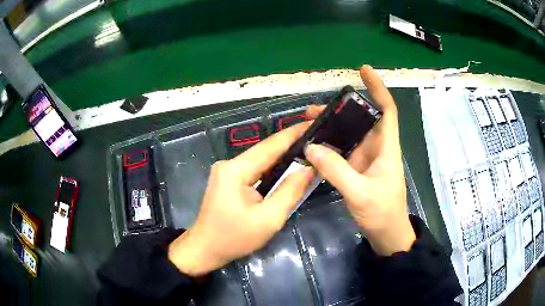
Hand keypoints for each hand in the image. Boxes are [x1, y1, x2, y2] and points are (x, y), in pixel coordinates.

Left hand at [168, 123, 314, 275]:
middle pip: (265, 150)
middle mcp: (229, 164)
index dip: (293, 133)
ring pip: (261, 159)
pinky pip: (255, 169)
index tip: (314, 123)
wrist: (205, 249)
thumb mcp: (268, 219)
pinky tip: (288, 166)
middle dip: (291, 143)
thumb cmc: (234, 238)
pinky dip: (272, 168)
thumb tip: (309, 168)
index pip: (270, 146)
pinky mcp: (229, 179)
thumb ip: (290, 191)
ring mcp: (227, 171)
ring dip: (283, 155)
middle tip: (317, 137)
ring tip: (308, 149)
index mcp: (236, 170)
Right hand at [304, 65, 415, 255]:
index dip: (378, 87)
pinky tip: (314, 146)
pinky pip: (343, 151)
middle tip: (314, 109)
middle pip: (362, 119)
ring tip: (308, 124)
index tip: (364, 70)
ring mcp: (367, 159)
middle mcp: (377, 148)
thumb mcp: (359, 193)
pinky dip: (330, 146)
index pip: (387, 109)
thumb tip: (311, 147)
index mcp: (386, 147)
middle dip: (341, 109)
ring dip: (332, 127)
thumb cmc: (382, 213)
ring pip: (350, 135)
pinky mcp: (358, 170)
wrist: (386, 235)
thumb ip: (336, 170)